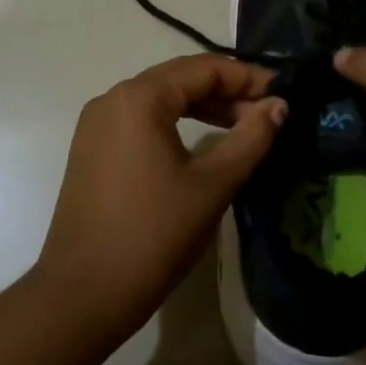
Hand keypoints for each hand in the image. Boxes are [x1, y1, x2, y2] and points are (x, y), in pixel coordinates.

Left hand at [36, 55, 285, 339]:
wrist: (82, 296)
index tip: (284, 94)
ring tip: (243, 126)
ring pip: (161, 99)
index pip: (204, 68)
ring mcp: (97, 124)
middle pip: (181, 78)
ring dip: (203, 107)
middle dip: (227, 91)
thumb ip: (251, 138)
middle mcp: (114, 98)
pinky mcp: (92, 149)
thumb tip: (279, 105)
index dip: (248, 77)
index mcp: (140, 98)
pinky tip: (202, 142)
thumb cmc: (153, 235)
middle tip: (268, 112)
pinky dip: (176, 123)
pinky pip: (142, 120)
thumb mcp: (213, 185)